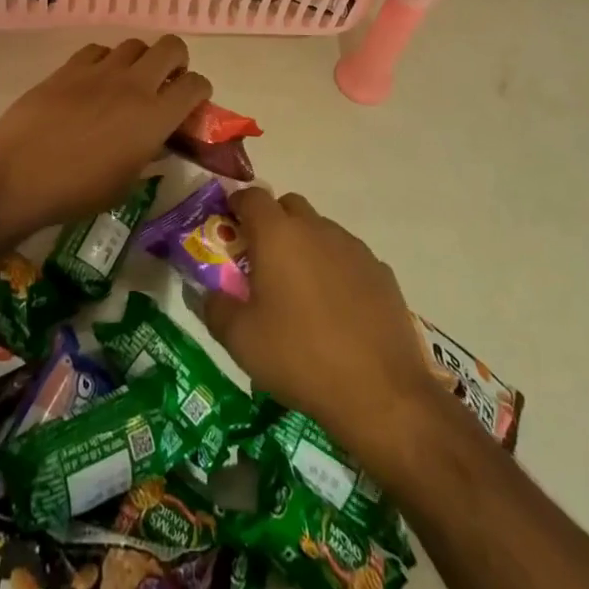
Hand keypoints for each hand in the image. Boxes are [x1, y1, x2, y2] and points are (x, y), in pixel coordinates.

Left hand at [0, 37, 211, 232]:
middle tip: (165, 82)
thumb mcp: (125, 184)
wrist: (17, 174)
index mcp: (154, 117)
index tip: (191, 104)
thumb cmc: (76, 192)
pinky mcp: (69, 67)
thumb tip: (157, 141)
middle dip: (177, 61)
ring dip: (140, 60)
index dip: (200, 91)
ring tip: (127, 82)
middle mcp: (134, 85)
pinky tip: (93, 81)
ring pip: (134, 44)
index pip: (196, 85)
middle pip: (171, 47)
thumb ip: (148, 155)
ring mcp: (100, 71)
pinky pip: (98, 50)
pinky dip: (104, 61)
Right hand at [205, 188, 452, 477]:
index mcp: (278, 235)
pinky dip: (335, 270)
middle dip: (272, 223)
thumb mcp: (241, 340)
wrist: (380, 391)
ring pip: (320, 231)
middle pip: (288, 206)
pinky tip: (336, 310)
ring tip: (300, 292)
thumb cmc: (299, 357)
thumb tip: (207, 293)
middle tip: (262, 261)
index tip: (230, 227)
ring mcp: (353, 247)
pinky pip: (347, 257)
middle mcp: (316, 228)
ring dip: (305, 247)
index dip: (237, 206)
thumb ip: (215, 308)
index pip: (252, 196)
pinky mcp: (380, 271)